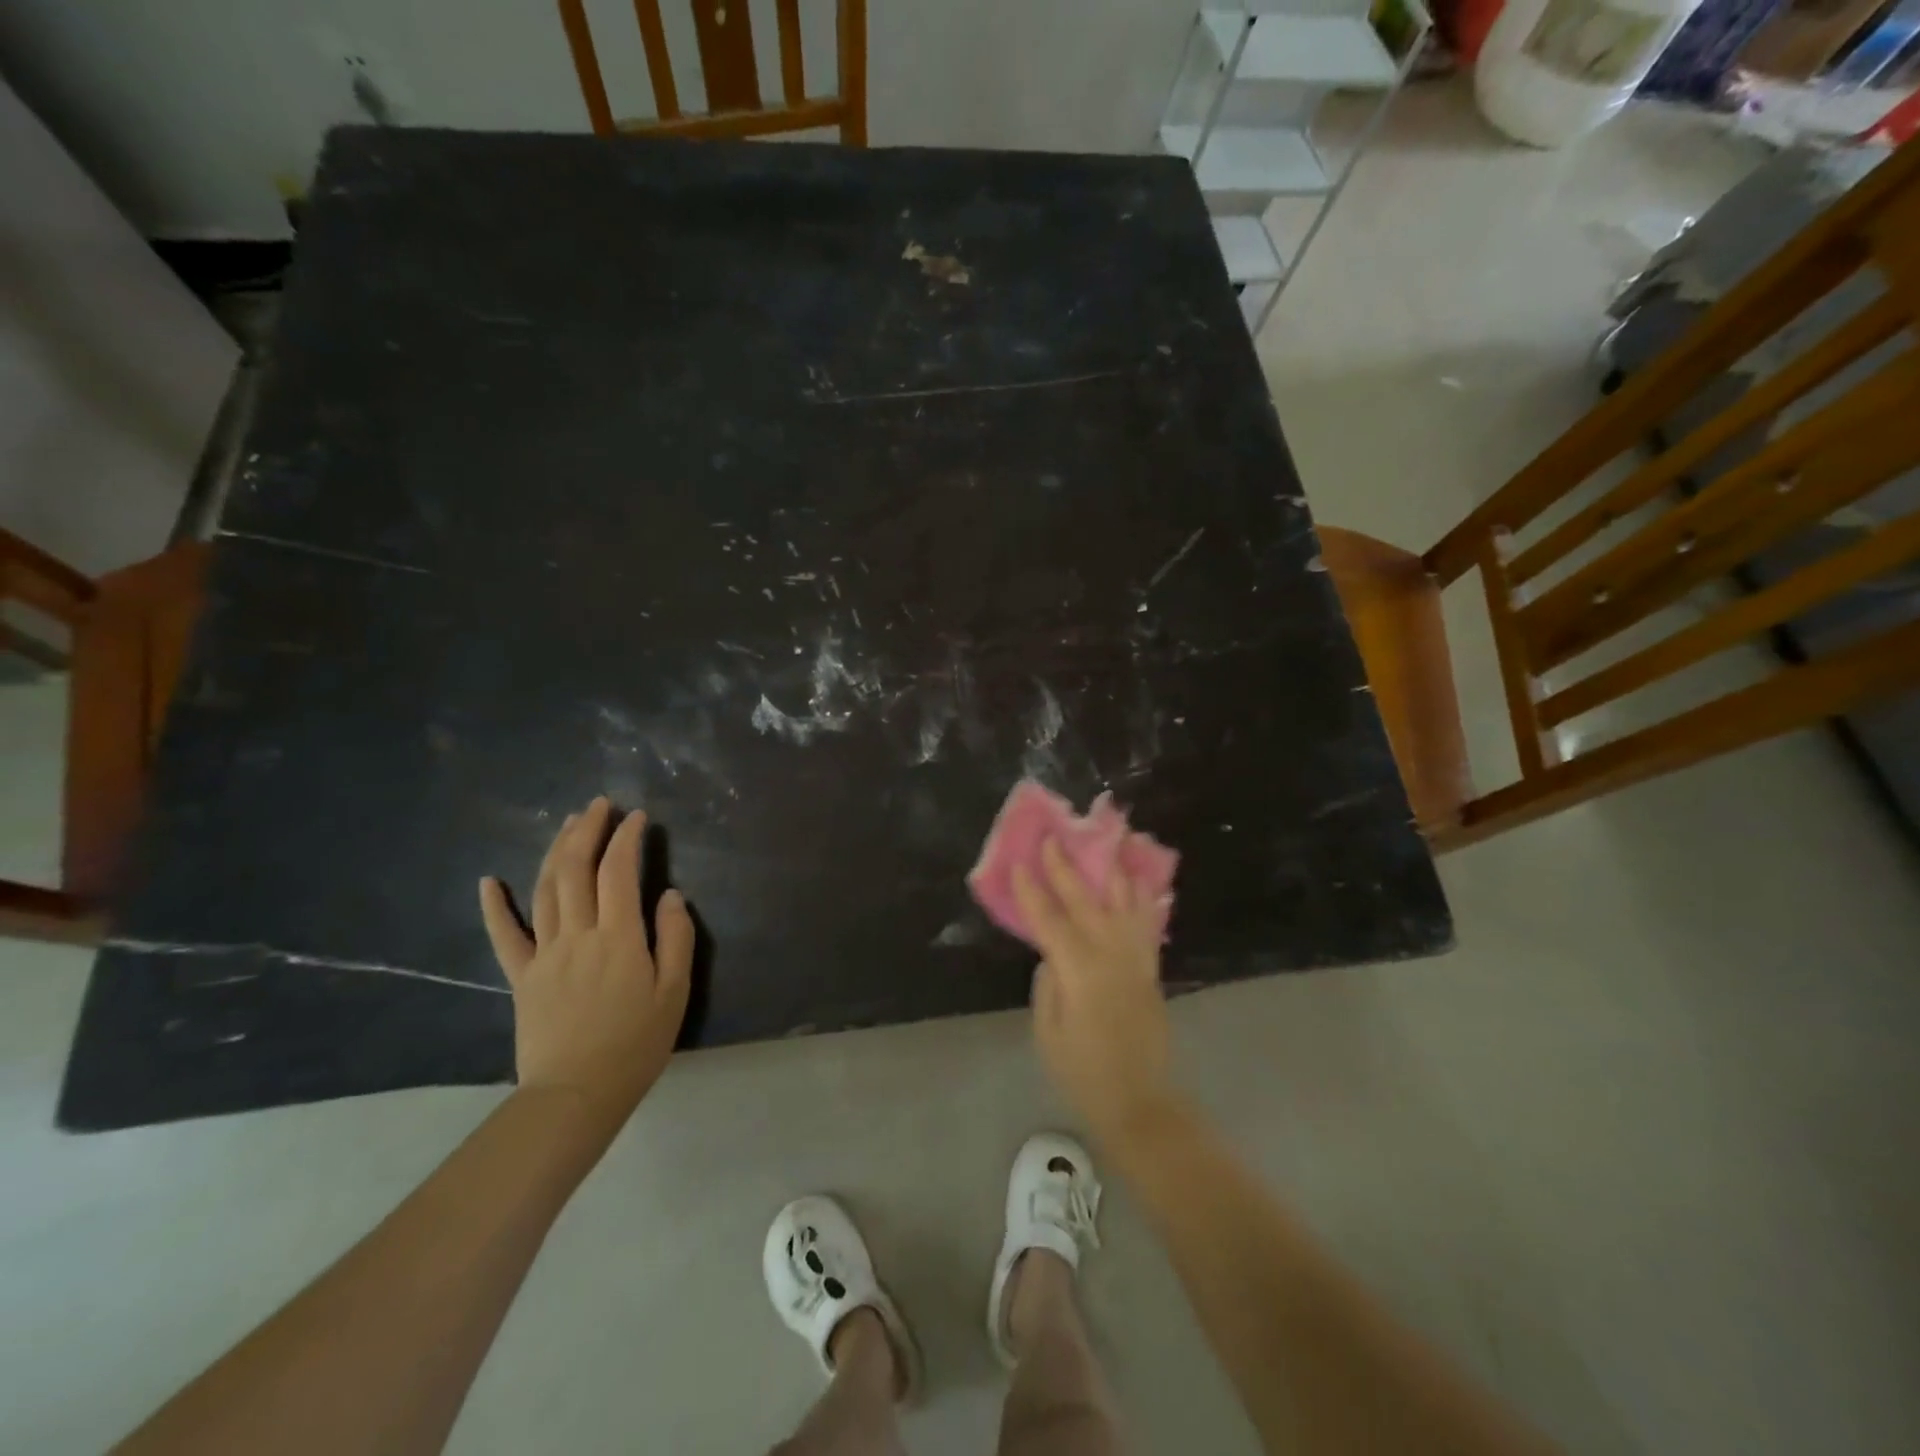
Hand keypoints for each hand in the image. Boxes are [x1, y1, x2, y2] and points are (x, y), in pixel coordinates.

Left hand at [479, 797, 693, 1126]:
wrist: (576, 1093)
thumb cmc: (636, 1043)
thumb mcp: (674, 991)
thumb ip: (676, 938)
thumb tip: (671, 894)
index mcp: (619, 936)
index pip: (619, 872)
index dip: (627, 838)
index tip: (637, 816)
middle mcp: (578, 934)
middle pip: (576, 869)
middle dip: (587, 831)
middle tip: (598, 805)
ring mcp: (544, 953)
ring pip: (544, 890)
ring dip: (554, 851)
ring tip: (566, 825)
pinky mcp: (521, 976)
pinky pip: (504, 935)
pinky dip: (495, 905)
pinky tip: (489, 880)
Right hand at [1012, 838, 1178, 1150]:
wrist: (1137, 1100)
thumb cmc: (1082, 1071)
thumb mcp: (1047, 1031)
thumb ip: (1048, 984)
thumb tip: (1052, 955)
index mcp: (1079, 971)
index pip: (1050, 920)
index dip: (1032, 891)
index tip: (1021, 862)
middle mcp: (1110, 955)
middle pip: (1086, 901)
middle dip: (1067, 868)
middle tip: (1053, 839)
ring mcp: (1135, 959)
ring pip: (1124, 903)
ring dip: (1112, 871)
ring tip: (1105, 843)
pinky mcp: (1150, 969)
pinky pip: (1147, 923)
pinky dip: (1142, 898)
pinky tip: (1139, 881)